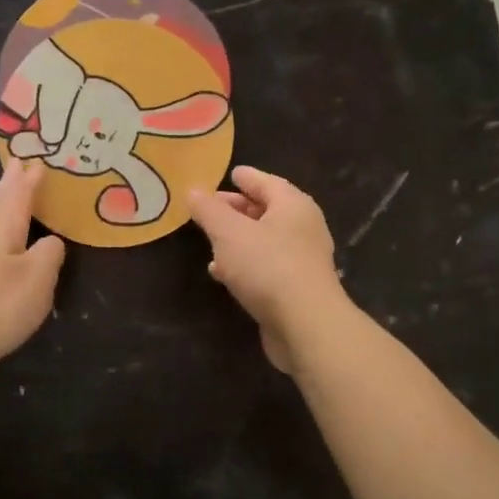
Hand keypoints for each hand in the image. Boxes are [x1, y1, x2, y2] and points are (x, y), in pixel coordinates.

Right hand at [186, 165, 347, 372]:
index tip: (229, 174)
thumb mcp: (229, 233)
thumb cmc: (267, 266)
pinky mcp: (296, 289)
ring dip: (239, 238)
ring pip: (265, 240)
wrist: (305, 325)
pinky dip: (244, 263)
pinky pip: (265, 266)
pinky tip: (221, 272)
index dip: (245, 177)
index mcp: (293, 205)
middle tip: (211, 207)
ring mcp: (302, 260)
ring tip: (211, 240)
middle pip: (267, 210)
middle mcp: (303, 228)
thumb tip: (193, 191)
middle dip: (238, 208)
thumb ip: (209, 211)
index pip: (266, 182)